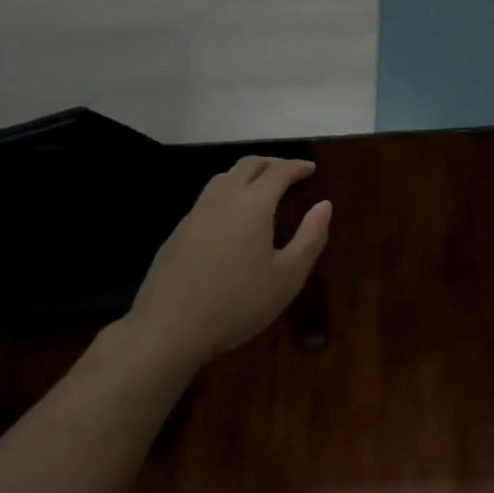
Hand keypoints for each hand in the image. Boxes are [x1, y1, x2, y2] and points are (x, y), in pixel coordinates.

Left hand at [126, 156, 331, 367]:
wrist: (168, 329)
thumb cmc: (237, 303)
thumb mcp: (288, 277)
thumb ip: (310, 237)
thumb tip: (324, 205)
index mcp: (253, 204)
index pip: (279, 171)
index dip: (297, 166)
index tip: (311, 168)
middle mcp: (223, 198)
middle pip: (248, 165)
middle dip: (272, 163)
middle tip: (290, 173)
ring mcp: (196, 213)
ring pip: (224, 177)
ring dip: (247, 175)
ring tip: (262, 189)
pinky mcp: (178, 231)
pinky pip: (208, 198)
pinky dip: (228, 194)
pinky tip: (232, 218)